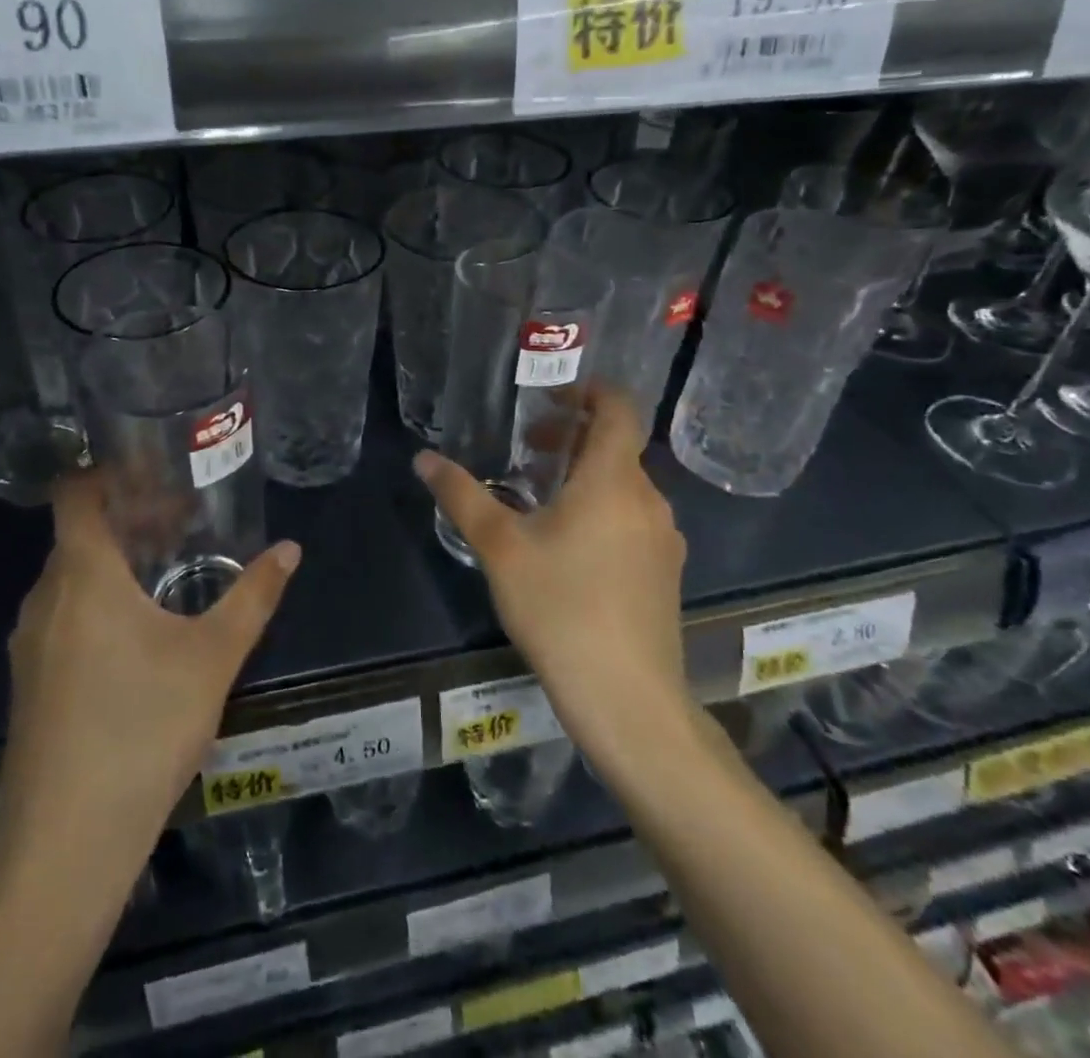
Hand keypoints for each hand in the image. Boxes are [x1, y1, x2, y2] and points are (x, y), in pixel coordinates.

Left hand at [0, 471, 300, 903]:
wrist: (65, 845)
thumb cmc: (141, 730)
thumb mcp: (212, 658)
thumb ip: (253, 597)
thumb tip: (290, 549)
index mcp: (82, 575)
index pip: (75, 493)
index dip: (109, 472)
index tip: (156, 471)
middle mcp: (45, 598)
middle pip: (80, 533)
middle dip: (130, 519)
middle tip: (184, 520)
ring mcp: (29, 643)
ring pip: (72, 577)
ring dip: (116, 562)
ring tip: (171, 570)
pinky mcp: (30, 682)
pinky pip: (63, 614)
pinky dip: (99, 600)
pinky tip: (141, 633)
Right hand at [415, 386, 692, 761]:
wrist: (627, 698)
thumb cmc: (560, 608)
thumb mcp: (499, 547)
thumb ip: (461, 495)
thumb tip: (424, 458)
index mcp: (612, 480)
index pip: (619, 409)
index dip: (591, 391)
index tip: (553, 395)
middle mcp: (647, 499)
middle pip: (617, 447)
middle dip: (573, 437)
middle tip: (528, 449)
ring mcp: (663, 538)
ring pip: (625, 485)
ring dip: (586, 475)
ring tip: (541, 498)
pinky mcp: (665, 571)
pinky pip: (633, 518)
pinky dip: (602, 508)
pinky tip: (569, 546)